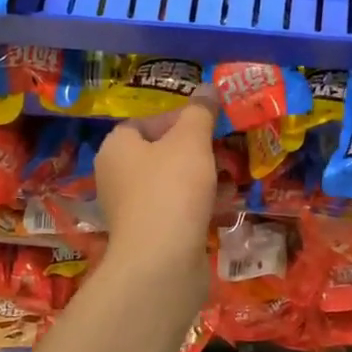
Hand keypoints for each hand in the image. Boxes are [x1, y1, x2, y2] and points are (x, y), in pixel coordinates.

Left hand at [94, 89, 219, 295]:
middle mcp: (118, 176)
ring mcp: (133, 209)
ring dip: (204, 178)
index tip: (209, 122)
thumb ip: (200, 112)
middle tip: (225, 148)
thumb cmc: (171, 189)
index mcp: (117, 148)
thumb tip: (208, 88)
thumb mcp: (191, 140)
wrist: (162, 263)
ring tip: (234, 174)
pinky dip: (201, 205)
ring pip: (173, 183)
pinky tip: (228, 205)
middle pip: (161, 153)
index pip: (146, 121)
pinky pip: (179, 210)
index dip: (179, 117)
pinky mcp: (151, 236)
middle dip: (196, 150)